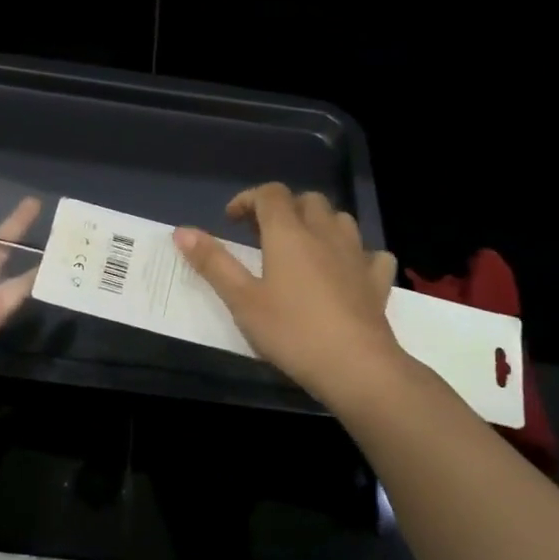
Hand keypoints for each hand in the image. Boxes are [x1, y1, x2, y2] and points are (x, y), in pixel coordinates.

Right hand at [173, 183, 402, 403]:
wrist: (354, 365)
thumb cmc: (290, 330)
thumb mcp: (241, 299)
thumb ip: (212, 262)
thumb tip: (181, 230)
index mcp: (289, 233)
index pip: (270, 194)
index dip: (248, 199)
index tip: (231, 220)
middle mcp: (325, 234)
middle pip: (308, 201)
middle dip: (284, 208)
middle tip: (263, 234)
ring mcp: (356, 256)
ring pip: (341, 220)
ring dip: (320, 223)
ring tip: (303, 247)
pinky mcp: (377, 281)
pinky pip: (372, 254)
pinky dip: (357, 255)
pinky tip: (348, 270)